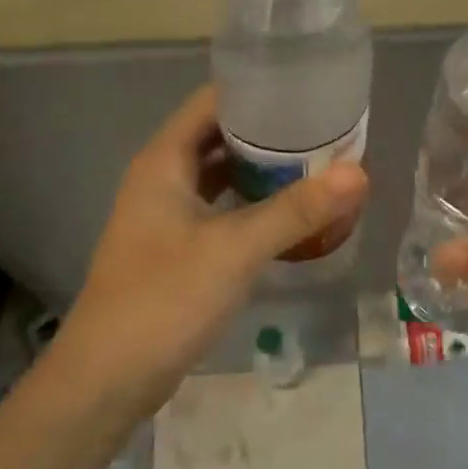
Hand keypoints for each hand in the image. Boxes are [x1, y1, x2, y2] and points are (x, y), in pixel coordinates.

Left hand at [47, 85, 367, 410]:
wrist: (108, 379)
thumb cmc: (165, 299)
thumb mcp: (235, 249)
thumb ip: (296, 210)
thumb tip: (359, 173)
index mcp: (164, 160)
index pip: (213, 101)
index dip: (258, 89)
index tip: (308, 89)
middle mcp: (162, 177)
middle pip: (220, 135)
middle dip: (269, 131)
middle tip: (324, 127)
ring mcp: (166, 214)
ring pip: (220, 174)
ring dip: (262, 168)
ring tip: (315, 161)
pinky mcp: (176, 247)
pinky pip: (220, 208)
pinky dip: (251, 202)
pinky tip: (287, 211)